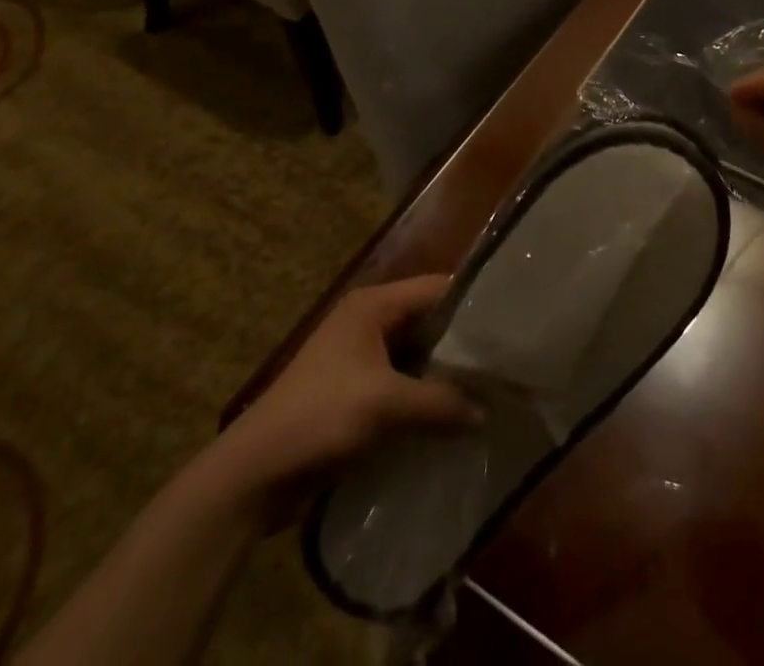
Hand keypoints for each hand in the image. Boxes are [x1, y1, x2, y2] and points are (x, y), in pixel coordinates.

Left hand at [201, 275, 481, 508]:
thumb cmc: (319, 418)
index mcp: (373, 306)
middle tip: (506, 360)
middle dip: (463, 342)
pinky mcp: (355, 392)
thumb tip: (486, 413)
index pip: (436, 288)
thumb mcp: (385, 405)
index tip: (510, 320)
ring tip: (490, 389)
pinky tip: (453, 416)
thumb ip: (440, 402)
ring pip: (417, 355)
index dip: (472, 301)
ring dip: (444, 373)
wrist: (252, 475)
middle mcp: (368, 322)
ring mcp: (360, 358)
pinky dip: (425, 395)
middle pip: (428, 321)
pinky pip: (402, 383)